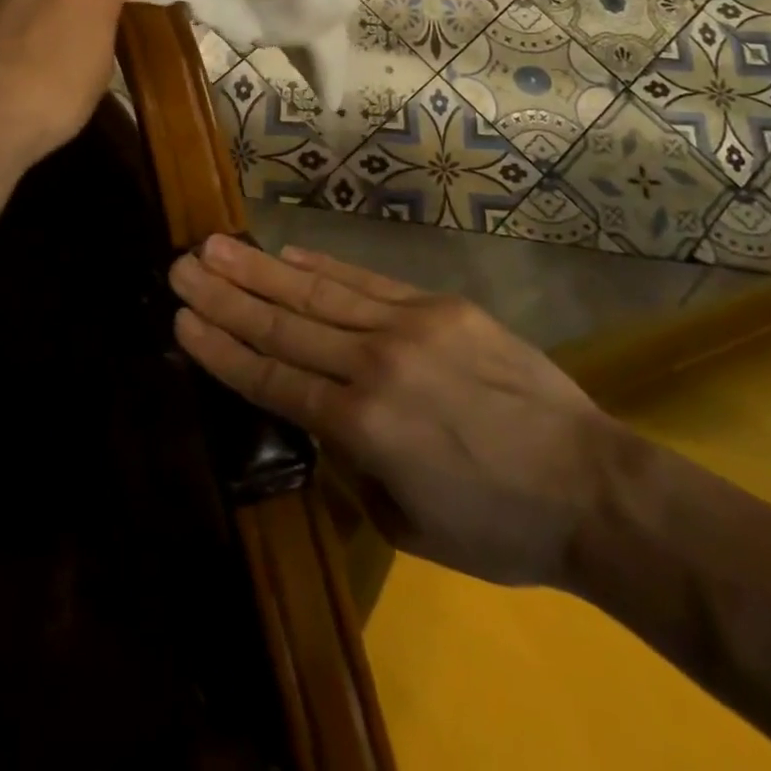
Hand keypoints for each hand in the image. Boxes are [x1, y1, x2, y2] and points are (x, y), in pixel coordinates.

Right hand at [168, 236, 622, 586]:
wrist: (590, 485)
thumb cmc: (495, 525)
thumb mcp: (405, 521)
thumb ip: (351, 463)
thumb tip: (317, 415)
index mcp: (363, 428)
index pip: (273, 380)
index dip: (222, 347)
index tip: (180, 318)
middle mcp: (375, 365)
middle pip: (284, 325)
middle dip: (225, 295)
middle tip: (180, 264)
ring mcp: (408, 326)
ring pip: (317, 294)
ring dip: (261, 268)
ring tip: (215, 245)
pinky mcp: (439, 305)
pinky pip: (367, 282)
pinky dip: (323, 266)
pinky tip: (288, 253)